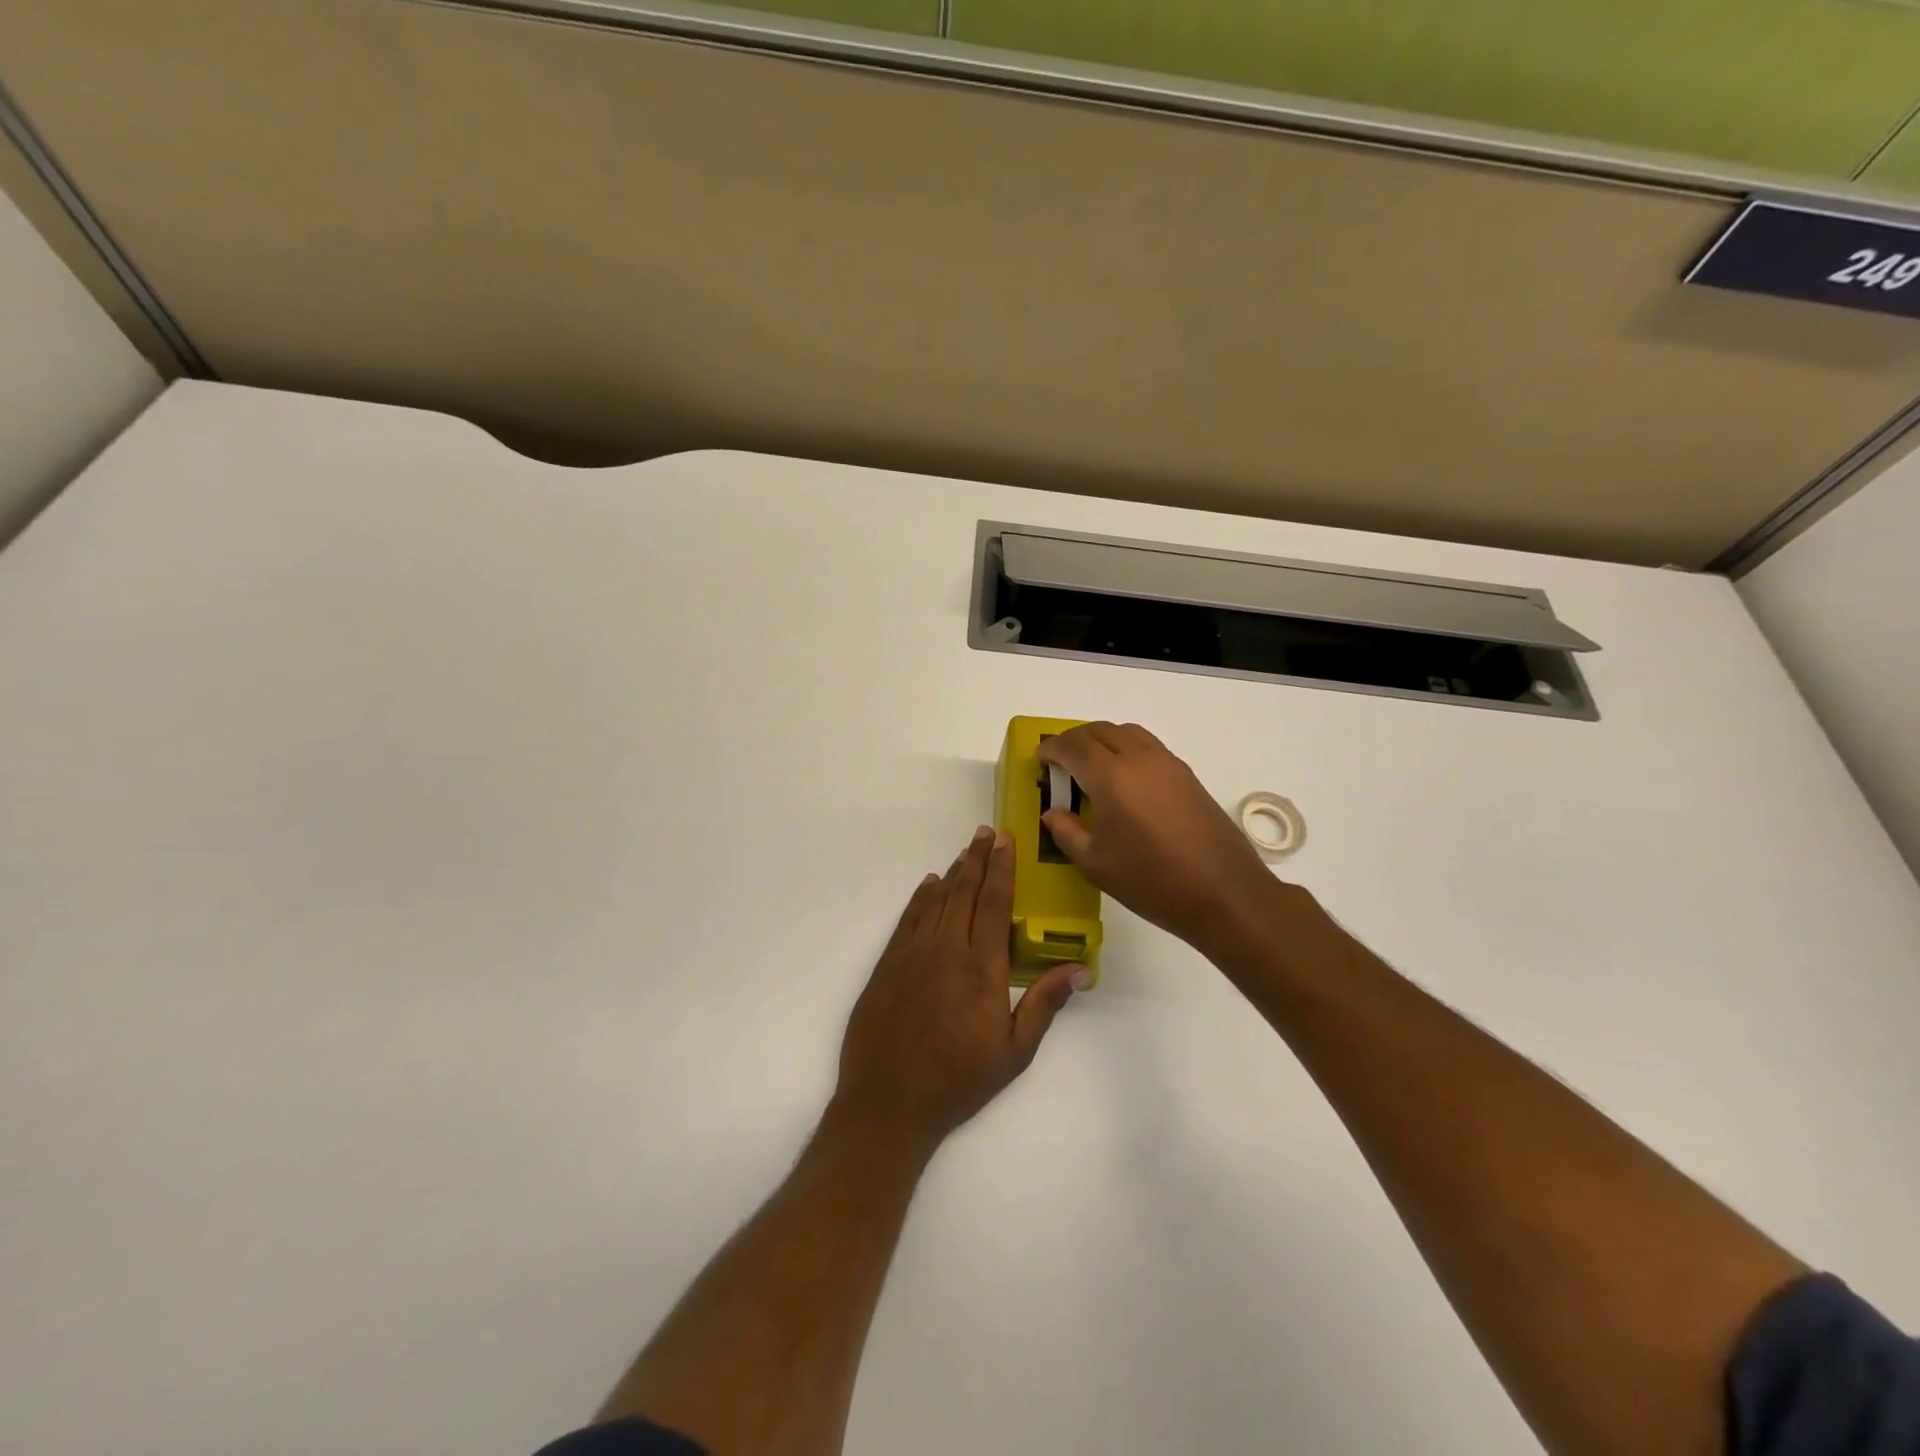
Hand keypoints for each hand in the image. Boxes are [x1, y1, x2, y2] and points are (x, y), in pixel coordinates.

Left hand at [833, 827, 1084, 1152]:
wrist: (887, 1103)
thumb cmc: (958, 1081)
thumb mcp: (1014, 1052)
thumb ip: (1044, 1004)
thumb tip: (1080, 969)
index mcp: (981, 967)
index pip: (994, 903)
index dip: (1002, 868)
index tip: (1006, 841)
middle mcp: (946, 948)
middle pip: (964, 891)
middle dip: (977, 858)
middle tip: (986, 832)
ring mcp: (912, 953)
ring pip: (936, 899)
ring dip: (953, 872)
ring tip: (965, 852)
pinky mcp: (887, 964)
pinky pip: (908, 918)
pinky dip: (921, 897)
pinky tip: (929, 885)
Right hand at [1037, 722, 1281, 953]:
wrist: (1224, 893)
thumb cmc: (1151, 881)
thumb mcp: (1096, 863)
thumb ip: (1067, 832)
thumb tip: (1053, 813)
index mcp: (1112, 777)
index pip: (1073, 747)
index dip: (1052, 749)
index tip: (1040, 759)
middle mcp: (1140, 759)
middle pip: (1099, 731)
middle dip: (1074, 740)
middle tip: (1060, 761)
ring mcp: (1168, 764)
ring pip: (1127, 732)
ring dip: (1102, 739)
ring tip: (1091, 765)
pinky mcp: (1187, 775)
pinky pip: (1148, 746)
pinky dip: (1126, 748)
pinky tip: (1124, 779)